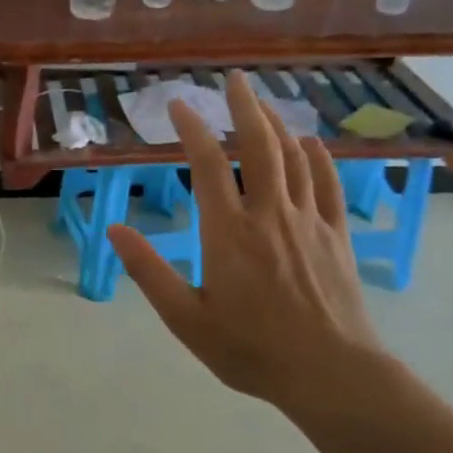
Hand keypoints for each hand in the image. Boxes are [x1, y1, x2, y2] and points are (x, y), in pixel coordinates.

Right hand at [108, 73, 386, 423]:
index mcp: (228, 232)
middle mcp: (269, 214)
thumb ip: (148, 271)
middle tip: (235, 79)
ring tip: (264, 104)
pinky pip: (328, 184)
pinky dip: (319, 158)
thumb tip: (115, 229)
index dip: (192, 128)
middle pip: (259, 146)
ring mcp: (309, 222)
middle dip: (245, 107)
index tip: (179, 104)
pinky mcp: (337, 236)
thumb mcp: (185, 319)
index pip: (208, 164)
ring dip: (278, 124)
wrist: (330, 374)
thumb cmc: (250, 349)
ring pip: (294, 158)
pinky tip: (311, 144)